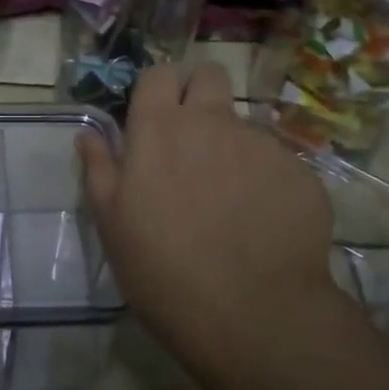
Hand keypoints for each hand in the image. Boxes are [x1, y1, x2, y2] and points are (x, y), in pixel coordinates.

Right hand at [75, 62, 337, 358]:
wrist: (252, 315)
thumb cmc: (162, 270)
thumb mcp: (112, 223)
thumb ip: (99, 168)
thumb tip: (88, 133)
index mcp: (159, 129)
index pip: (158, 74)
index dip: (157, 89)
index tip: (155, 117)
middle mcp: (212, 121)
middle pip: (210, 74)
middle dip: (201, 92)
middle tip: (194, 138)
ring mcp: (261, 143)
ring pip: (245, 123)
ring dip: (234, 145)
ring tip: (232, 199)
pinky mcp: (300, 171)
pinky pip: (279, 162)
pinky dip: (268, 181)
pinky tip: (263, 223)